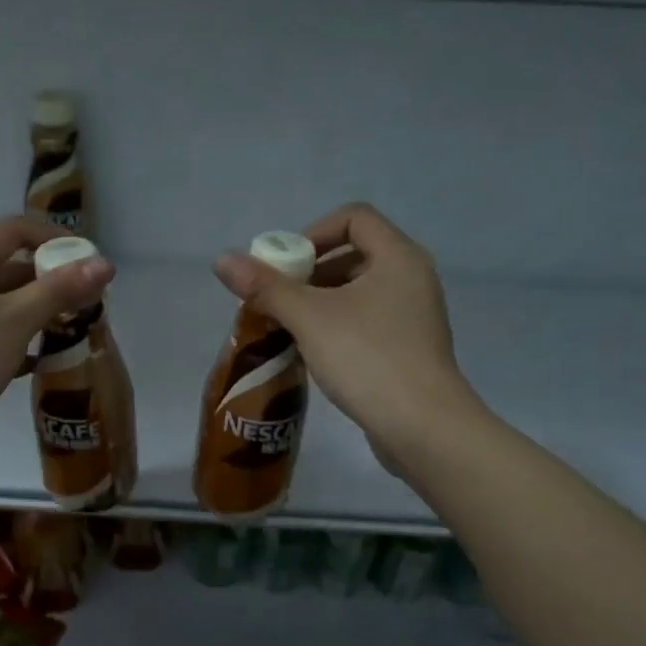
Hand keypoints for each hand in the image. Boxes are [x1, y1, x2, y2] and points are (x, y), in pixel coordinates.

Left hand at [0, 216, 113, 462]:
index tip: (89, 266)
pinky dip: (14, 337)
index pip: (19, 230)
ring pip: (1, 301)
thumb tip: (105, 263)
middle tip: (86, 306)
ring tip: (68, 334)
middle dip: (51, 282)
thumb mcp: (17, 320)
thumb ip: (60, 290)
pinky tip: (36, 362)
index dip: (57, 240)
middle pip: (11, 266)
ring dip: (36, 312)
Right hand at [213, 203, 480, 468]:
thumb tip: (222, 260)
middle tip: (279, 299)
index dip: (313, 232)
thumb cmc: (368, 359)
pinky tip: (316, 352)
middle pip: (355, 253)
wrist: (423, 427)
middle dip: (311, 271)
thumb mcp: (310, 319)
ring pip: (360, 291)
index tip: (286, 265)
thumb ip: (266, 287)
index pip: (354, 217)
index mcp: (398, 257)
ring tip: (290, 327)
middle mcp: (412, 278)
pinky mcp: (410, 348)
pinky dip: (339, 325)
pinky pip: (369, 320)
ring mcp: (415, 315)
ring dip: (321, 301)